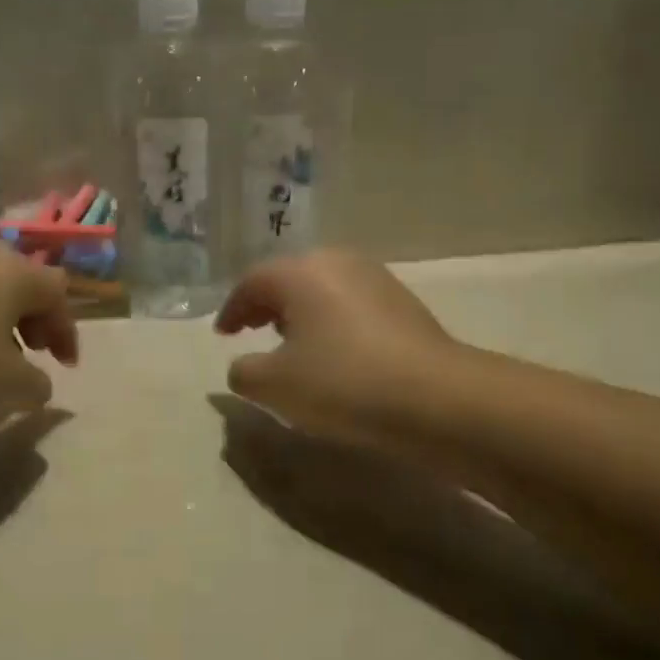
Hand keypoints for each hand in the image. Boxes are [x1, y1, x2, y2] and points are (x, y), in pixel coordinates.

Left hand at [0, 245, 78, 423]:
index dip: (68, 330)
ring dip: (1, 323)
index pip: (59, 292)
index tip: (65, 367)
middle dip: (36, 320)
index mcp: (15, 271)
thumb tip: (37, 383)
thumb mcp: (12, 386)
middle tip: (35, 353)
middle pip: (24, 283)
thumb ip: (39, 384)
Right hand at [214, 250, 457, 446]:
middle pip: (289, 278)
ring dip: (301, 312)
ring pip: (322, 288)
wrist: (436, 397)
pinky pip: (350, 304)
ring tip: (293, 343)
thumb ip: (244, 372)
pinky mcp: (403, 301)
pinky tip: (335, 351)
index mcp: (299, 272)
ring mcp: (374, 278)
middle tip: (253, 331)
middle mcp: (336, 262)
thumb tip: (242, 366)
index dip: (232, 310)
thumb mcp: (275, 386)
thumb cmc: (342, 382)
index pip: (252, 282)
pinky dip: (331, 321)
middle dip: (266, 305)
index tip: (224, 335)